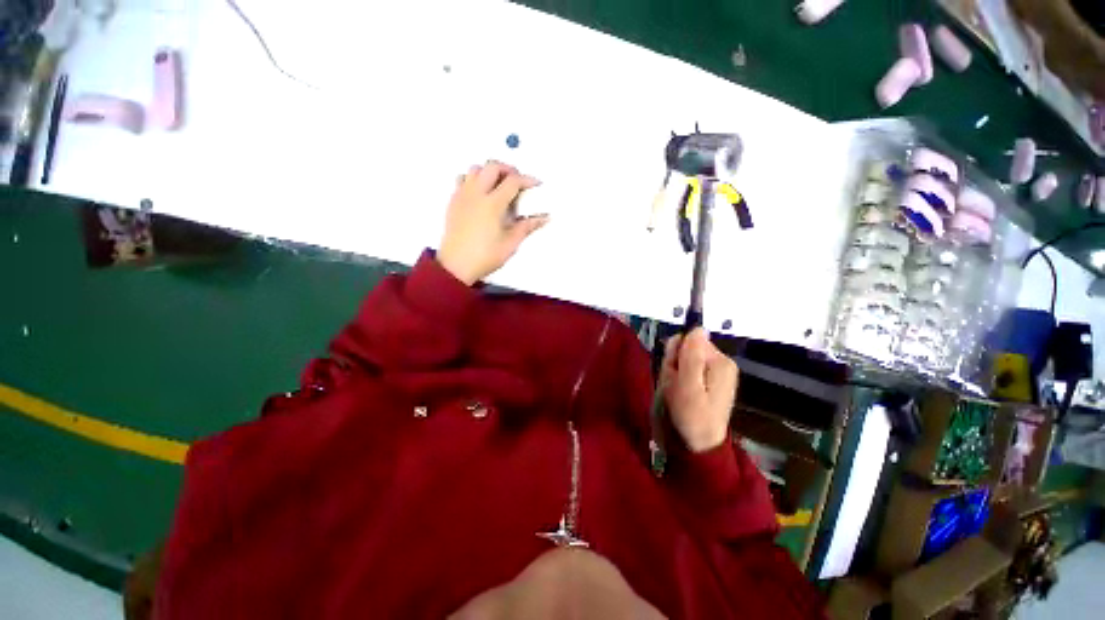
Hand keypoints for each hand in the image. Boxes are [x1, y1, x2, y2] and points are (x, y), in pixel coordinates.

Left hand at [437, 161, 548, 284]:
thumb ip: (527, 226)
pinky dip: (474, 179)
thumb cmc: (485, 256)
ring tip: (499, 185)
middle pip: (492, 166)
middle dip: (508, 169)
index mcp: (492, 204)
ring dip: (489, 172)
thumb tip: (545, 217)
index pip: (513, 181)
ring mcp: (462, 196)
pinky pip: (463, 179)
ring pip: (475, 169)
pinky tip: (481, 194)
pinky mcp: (453, 201)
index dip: (528, 179)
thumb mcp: (511, 243)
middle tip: (518, 182)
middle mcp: (476, 194)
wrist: (455, 266)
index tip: (537, 184)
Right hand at [660, 328, 738, 452]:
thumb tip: (697, 327)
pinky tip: (680, 392)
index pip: (690, 339)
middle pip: (688, 347)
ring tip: (677, 390)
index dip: (676, 353)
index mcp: (720, 361)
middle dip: (674, 362)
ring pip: (684, 358)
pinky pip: (687, 368)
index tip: (674, 372)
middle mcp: (722, 362)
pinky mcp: (710, 379)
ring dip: (674, 371)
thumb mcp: (687, 385)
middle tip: (674, 383)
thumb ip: (691, 355)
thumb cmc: (692, 415)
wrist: (700, 444)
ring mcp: (716, 371)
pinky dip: (678, 377)